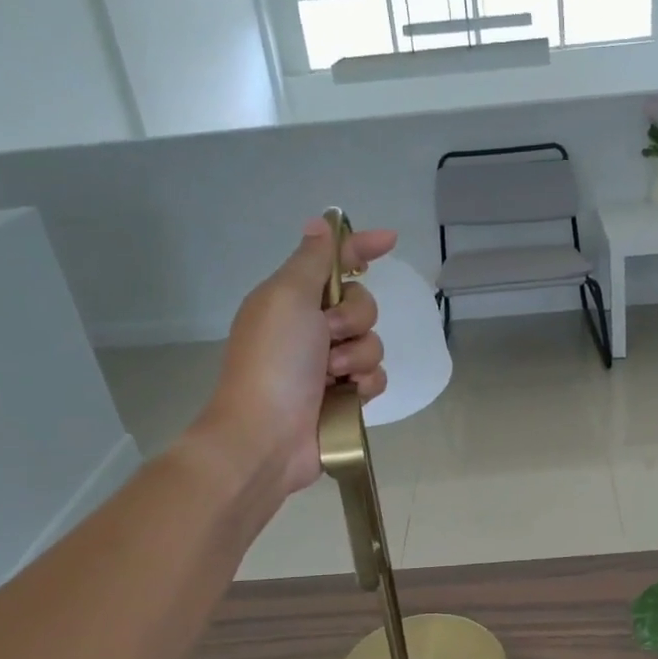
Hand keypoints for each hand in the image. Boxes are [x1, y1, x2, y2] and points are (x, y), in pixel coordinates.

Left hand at [193, 218, 398, 498]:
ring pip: (373, 342)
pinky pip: (376, 376)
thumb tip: (320, 223)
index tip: (390, 241)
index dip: (360, 248)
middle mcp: (310, 328)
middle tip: (328, 336)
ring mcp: (328, 365)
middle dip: (353, 318)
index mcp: (292, 299)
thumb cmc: (274, 361)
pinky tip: (347, 395)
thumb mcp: (287, 298)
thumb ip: (312, 261)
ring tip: (333, 376)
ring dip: (358, 355)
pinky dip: (365, 384)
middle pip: (361, 304)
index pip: (334, 262)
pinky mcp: (344, 397)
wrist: (267, 435)